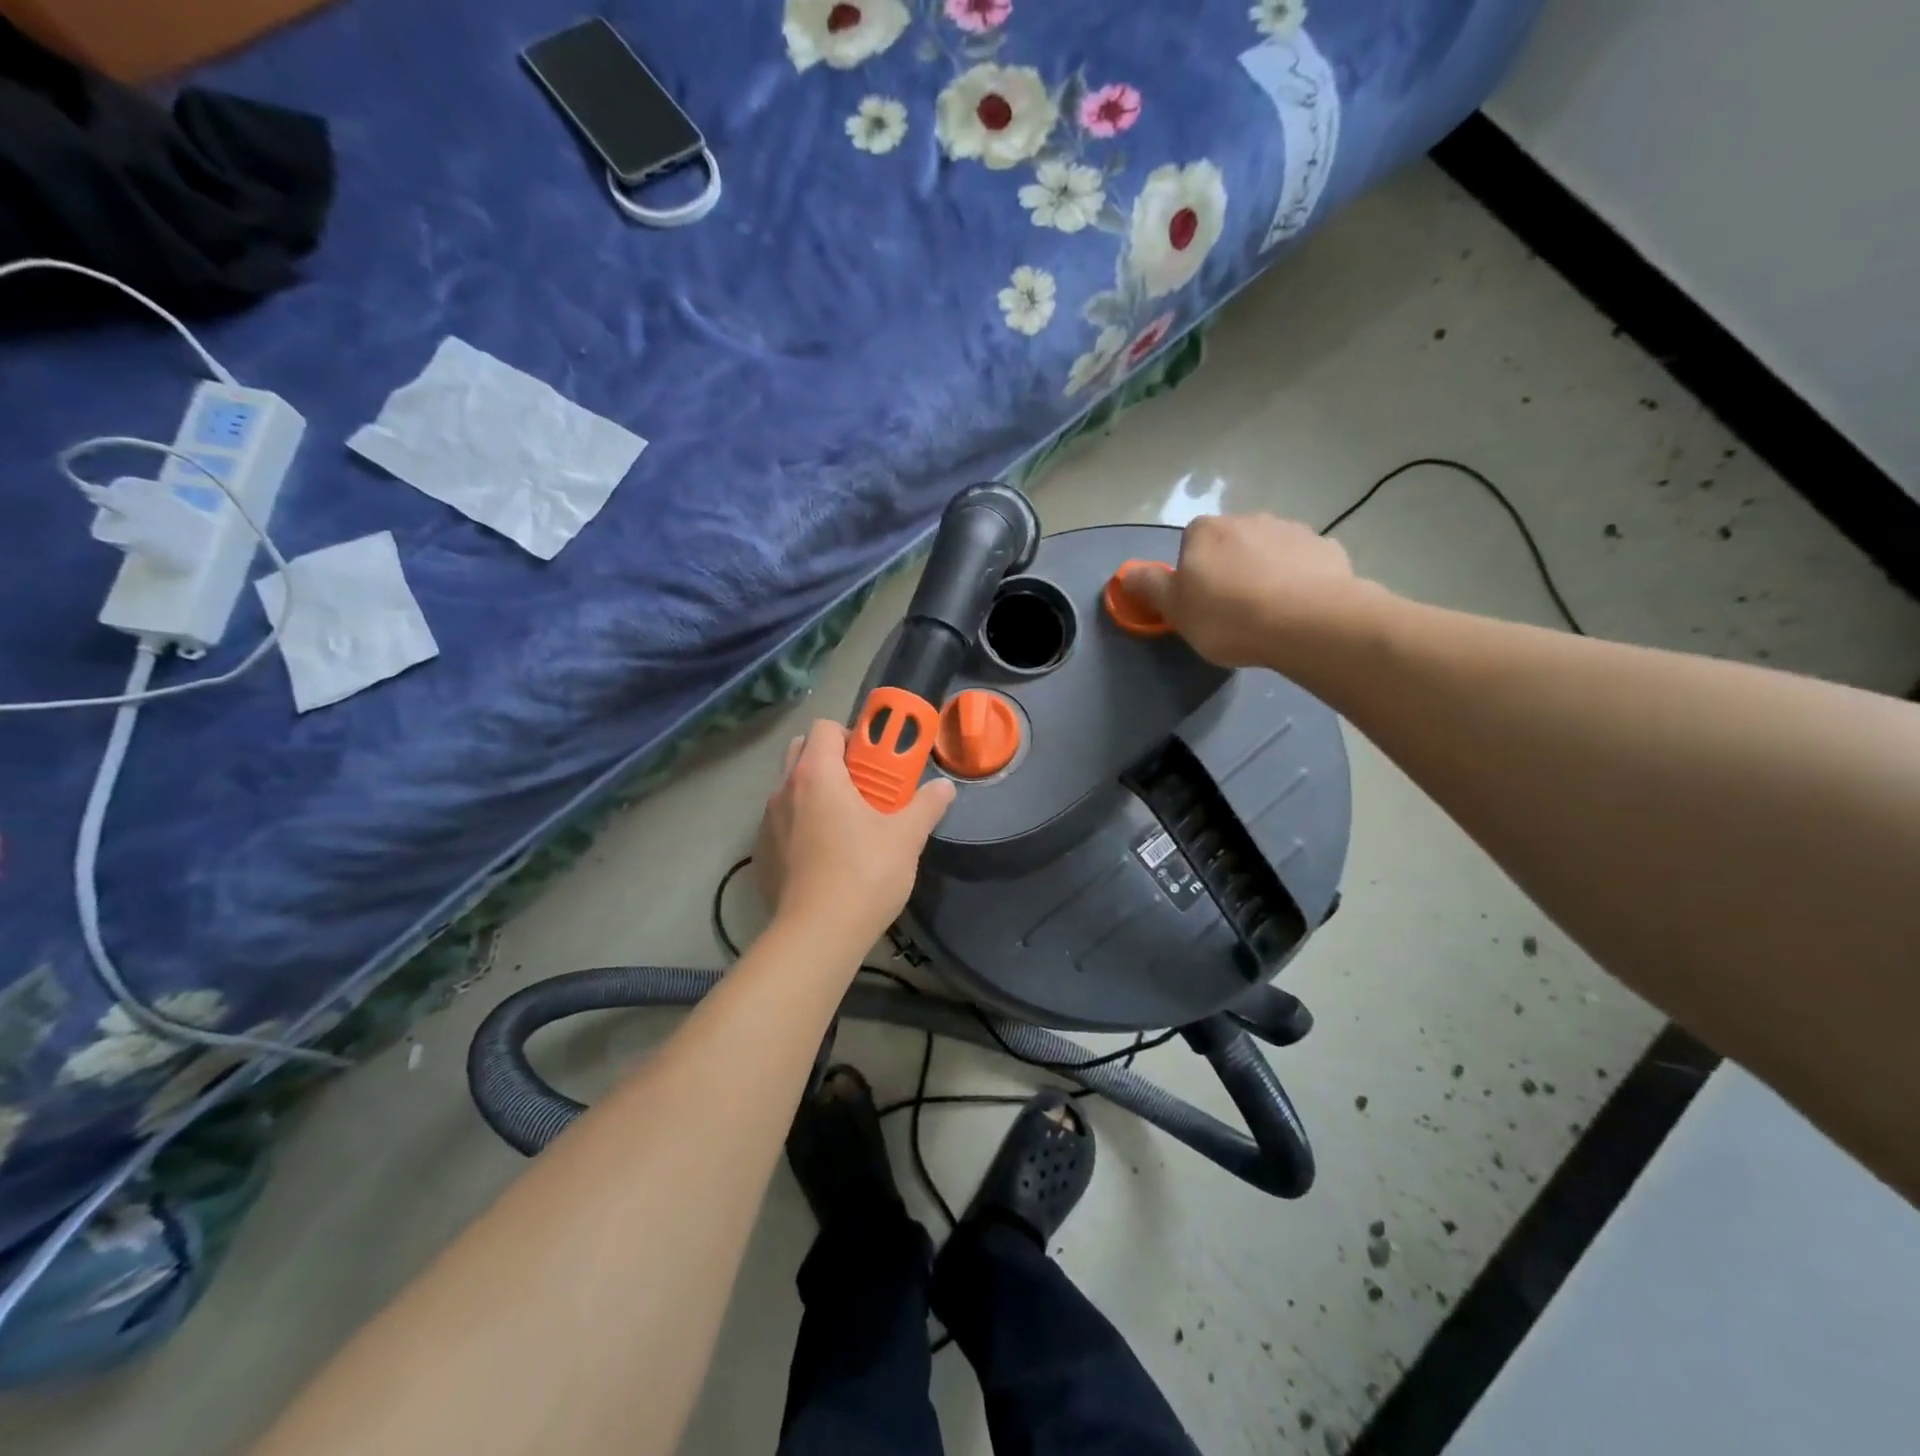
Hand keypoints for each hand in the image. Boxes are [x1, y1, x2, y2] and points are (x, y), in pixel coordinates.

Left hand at [754, 719, 955, 946]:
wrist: (817, 935)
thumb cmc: (864, 874)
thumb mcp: (906, 838)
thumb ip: (927, 806)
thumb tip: (945, 787)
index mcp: (817, 774)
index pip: (824, 727)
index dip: (851, 735)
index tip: (874, 760)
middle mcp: (784, 790)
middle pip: (801, 751)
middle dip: (830, 758)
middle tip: (862, 786)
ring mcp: (766, 823)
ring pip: (789, 789)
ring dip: (814, 792)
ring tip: (846, 824)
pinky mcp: (761, 854)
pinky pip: (780, 824)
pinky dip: (800, 825)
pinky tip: (825, 857)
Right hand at [1119, 513, 1377, 670]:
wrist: (1306, 622)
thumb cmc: (1228, 616)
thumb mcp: (1174, 609)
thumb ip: (1149, 587)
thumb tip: (1126, 573)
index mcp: (1205, 531)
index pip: (1190, 542)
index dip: (1193, 572)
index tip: (1199, 601)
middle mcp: (1248, 519)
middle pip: (1231, 543)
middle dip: (1231, 567)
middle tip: (1232, 609)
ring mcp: (1291, 530)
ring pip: (1270, 550)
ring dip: (1266, 571)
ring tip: (1269, 612)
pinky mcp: (1327, 548)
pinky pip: (1304, 563)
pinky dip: (1300, 579)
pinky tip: (1299, 608)